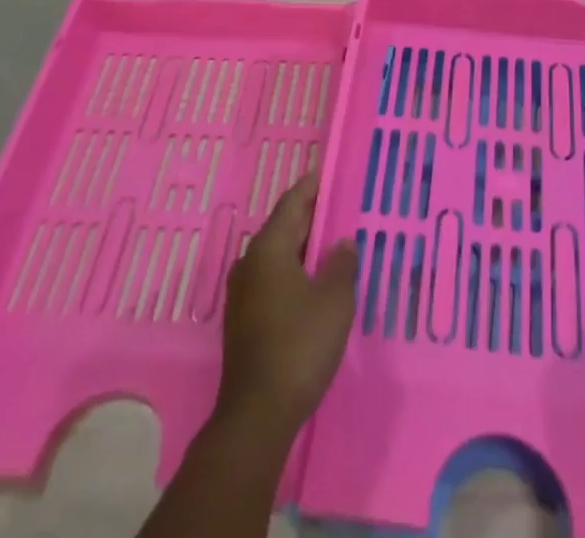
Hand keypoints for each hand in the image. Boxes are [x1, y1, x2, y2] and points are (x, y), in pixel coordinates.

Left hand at [215, 170, 358, 436]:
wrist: (257, 413)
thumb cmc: (299, 345)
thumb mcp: (334, 300)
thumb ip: (341, 264)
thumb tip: (341, 243)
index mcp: (269, 248)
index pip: (292, 203)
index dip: (311, 186)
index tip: (326, 171)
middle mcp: (250, 262)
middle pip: (283, 227)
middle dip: (310, 216)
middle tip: (338, 205)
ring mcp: (243, 292)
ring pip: (277, 255)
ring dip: (302, 246)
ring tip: (331, 242)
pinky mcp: (244, 319)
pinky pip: (272, 278)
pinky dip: (293, 269)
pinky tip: (313, 281)